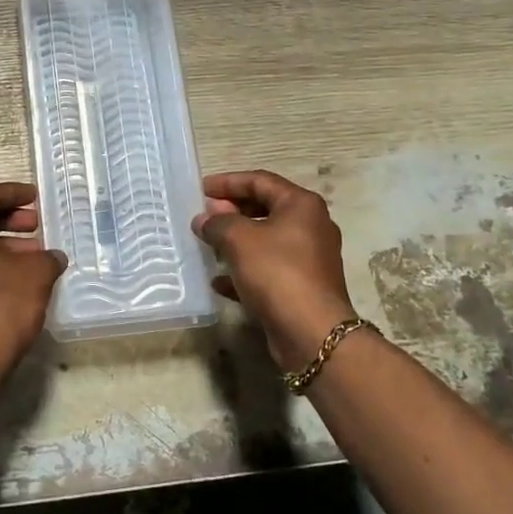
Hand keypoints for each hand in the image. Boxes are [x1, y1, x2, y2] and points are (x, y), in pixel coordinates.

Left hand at [0, 182, 66, 384]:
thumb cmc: (1, 308)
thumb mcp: (35, 275)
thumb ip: (47, 258)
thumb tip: (52, 257)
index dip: (12, 192)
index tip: (36, 198)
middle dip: (8, 217)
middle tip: (35, 225)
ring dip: (5, 243)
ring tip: (36, 256)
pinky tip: (22, 282)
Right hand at [194, 170, 359, 373]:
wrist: (312, 333)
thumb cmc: (277, 272)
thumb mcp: (239, 239)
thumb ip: (217, 222)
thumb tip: (204, 218)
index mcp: (301, 205)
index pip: (259, 180)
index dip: (227, 182)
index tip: (200, 190)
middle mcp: (310, 226)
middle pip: (264, 209)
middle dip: (231, 211)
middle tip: (203, 216)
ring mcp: (309, 258)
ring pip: (265, 241)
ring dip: (235, 241)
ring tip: (207, 245)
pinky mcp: (302, 286)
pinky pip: (268, 269)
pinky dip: (244, 270)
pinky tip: (218, 281)